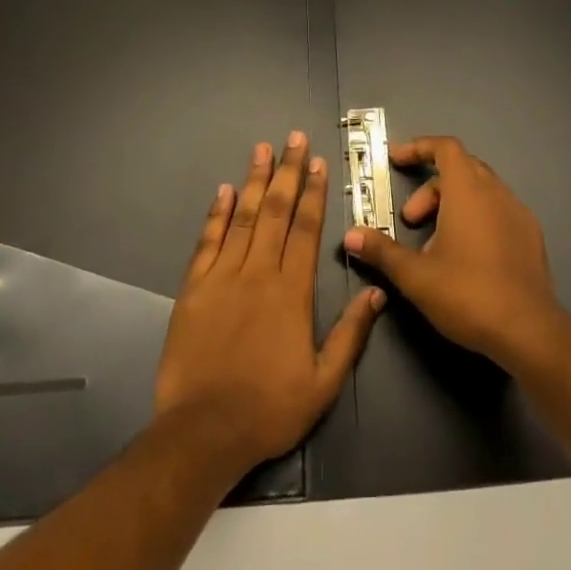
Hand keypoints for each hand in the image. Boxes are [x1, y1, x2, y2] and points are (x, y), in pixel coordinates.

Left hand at [155, 132, 383, 478]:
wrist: (204, 432)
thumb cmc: (270, 408)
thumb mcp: (323, 382)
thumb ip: (351, 334)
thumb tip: (376, 293)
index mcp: (292, 291)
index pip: (305, 229)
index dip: (313, 192)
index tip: (316, 162)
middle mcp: (259, 272)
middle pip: (275, 211)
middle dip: (286, 171)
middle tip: (292, 138)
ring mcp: (222, 277)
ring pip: (242, 217)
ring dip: (253, 180)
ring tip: (261, 148)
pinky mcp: (193, 289)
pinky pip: (207, 241)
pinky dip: (216, 214)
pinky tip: (223, 190)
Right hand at [342, 135, 567, 371]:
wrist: (529, 331)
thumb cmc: (467, 293)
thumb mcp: (415, 275)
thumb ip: (381, 251)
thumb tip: (351, 235)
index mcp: (468, 189)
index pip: (445, 147)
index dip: (418, 148)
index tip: (396, 160)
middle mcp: (495, 191)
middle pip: (460, 169)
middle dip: (430, 189)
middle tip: (410, 220)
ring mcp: (518, 212)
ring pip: (480, 191)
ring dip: (452, 206)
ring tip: (435, 246)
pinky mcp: (531, 236)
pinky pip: (498, 211)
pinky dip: (476, 219)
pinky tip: (466, 257)